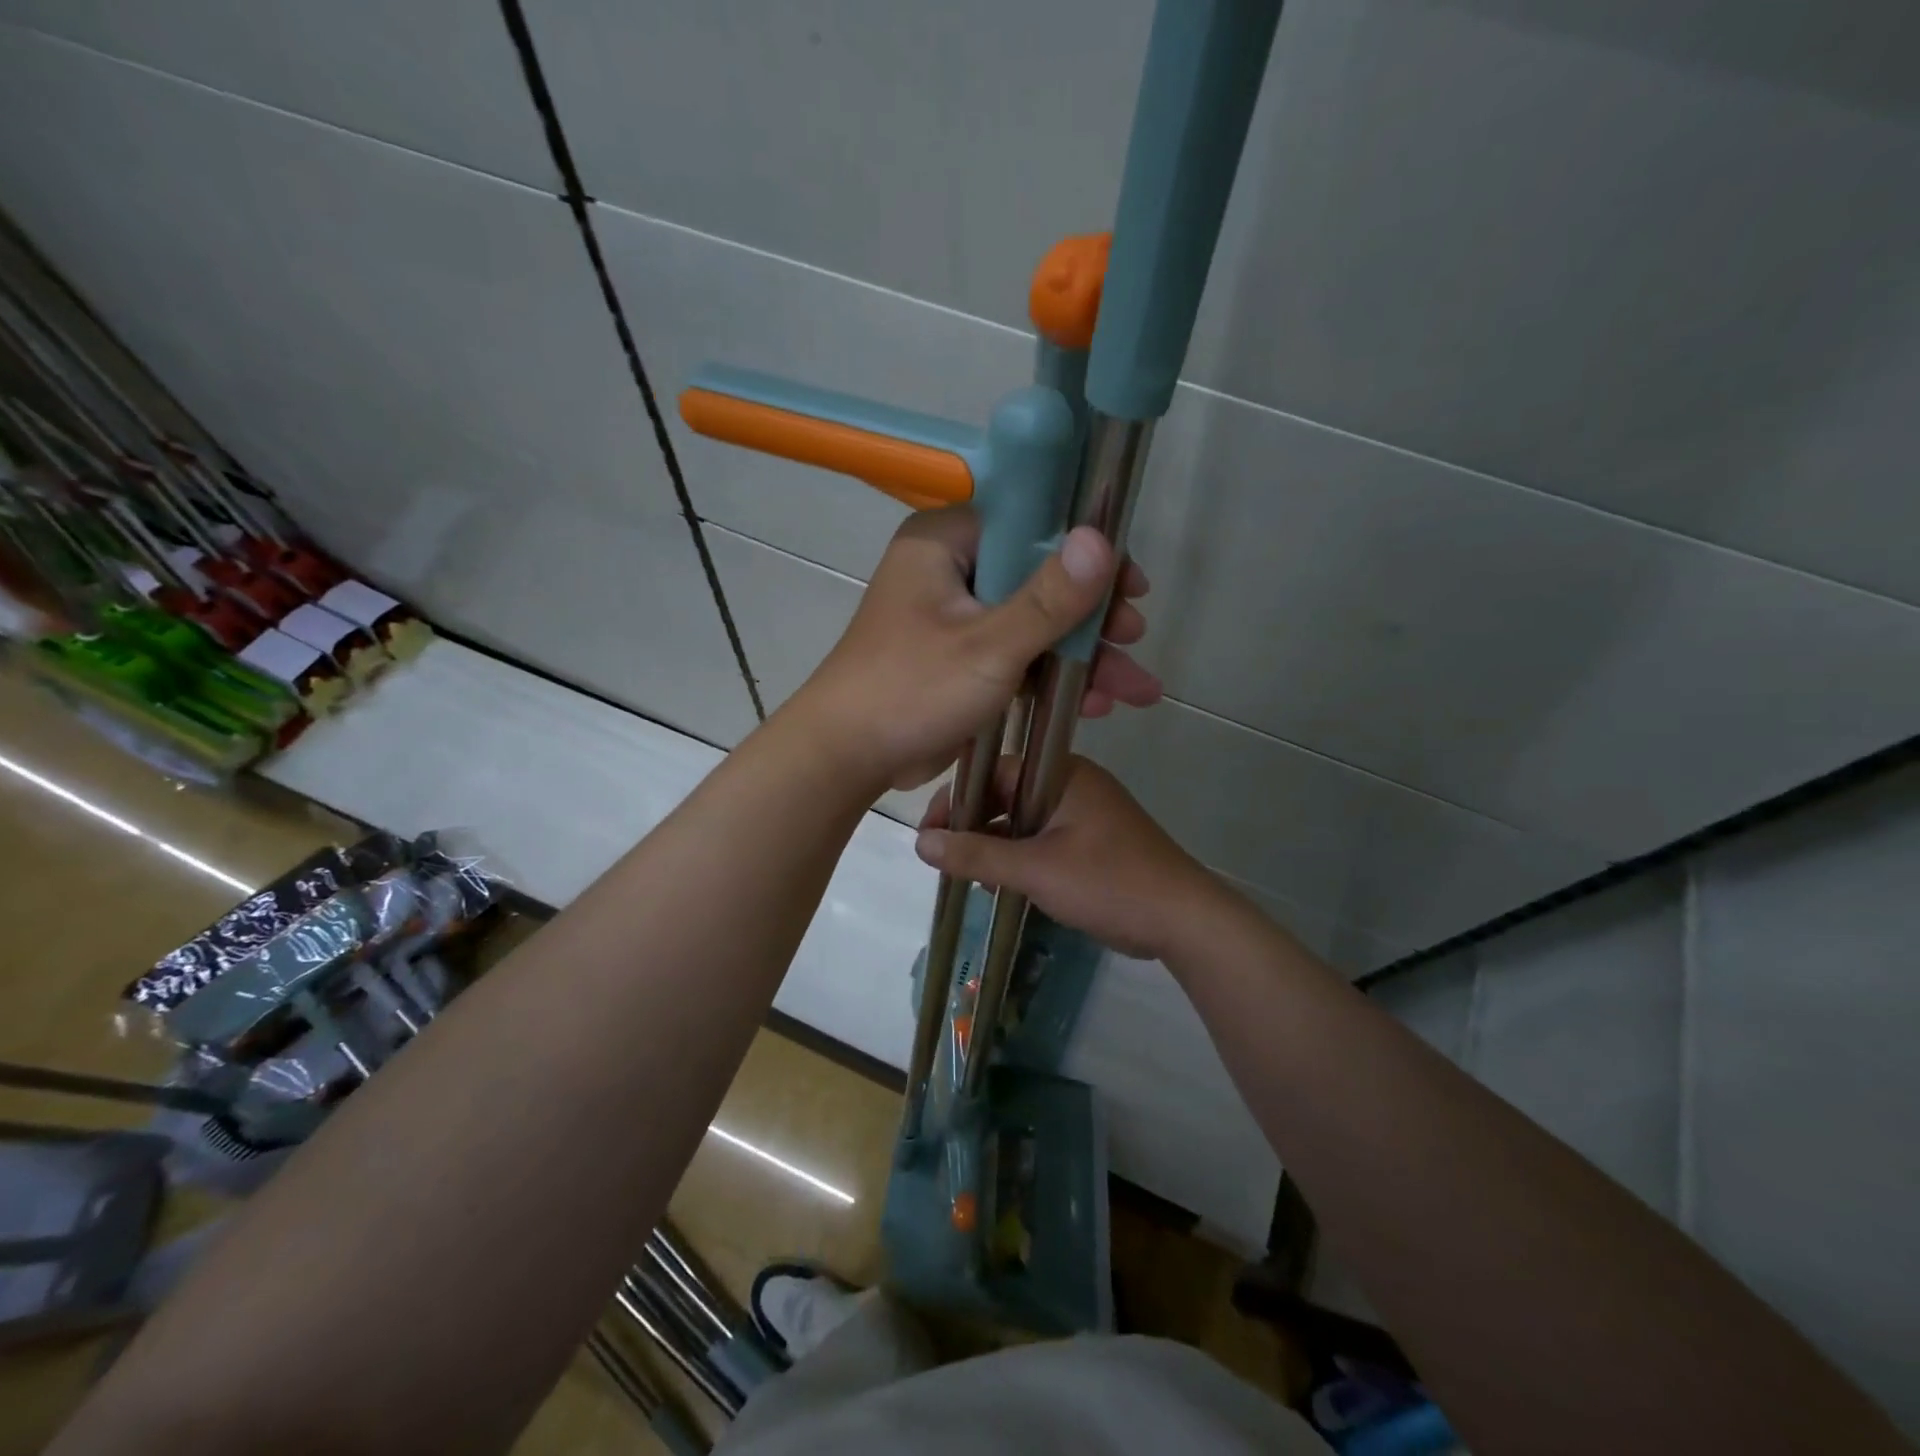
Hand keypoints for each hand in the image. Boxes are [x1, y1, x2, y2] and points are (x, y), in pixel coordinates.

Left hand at [787, 508, 1159, 790]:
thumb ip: (1049, 598)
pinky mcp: (959, 657)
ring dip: (1081, 655)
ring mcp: (955, 616)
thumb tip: (1101, 539)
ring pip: (1032, 622)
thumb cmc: (912, 690)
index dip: (1085, 551)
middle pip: (1038, 577)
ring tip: (1133, 688)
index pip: (1030, 525)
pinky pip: (1016, 654)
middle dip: (1092, 617)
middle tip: (1135, 639)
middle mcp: (950, 570)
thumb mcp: (989, 646)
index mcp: (945, 543)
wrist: (849, 757)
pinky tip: (1096, 703)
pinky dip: (1051, 676)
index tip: (1131, 585)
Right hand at [914, 755, 1225, 960]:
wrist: (1184, 920)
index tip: (930, 831)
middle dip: (973, 824)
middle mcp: (1073, 785)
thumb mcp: (1035, 868)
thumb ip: (977, 854)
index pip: (995, 770)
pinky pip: (1043, 840)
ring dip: (995, 844)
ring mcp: (1086, 815)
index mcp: (1063, 774)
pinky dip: (1019, 857)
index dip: (958, 797)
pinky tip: (999, 884)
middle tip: (942, 856)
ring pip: (1024, 820)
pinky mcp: (1093, 844)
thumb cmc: (1108, 882)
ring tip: (965, 874)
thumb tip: (920, 842)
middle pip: (1008, 794)